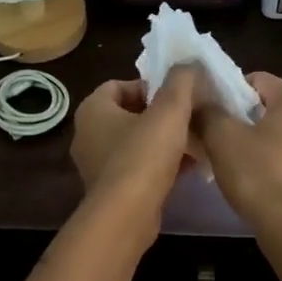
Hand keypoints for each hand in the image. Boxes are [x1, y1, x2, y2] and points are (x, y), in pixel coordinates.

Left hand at [70, 65, 198, 217]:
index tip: (176, 96)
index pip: (119, 85)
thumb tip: (189, 64)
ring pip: (134, 142)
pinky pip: (137, 167)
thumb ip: (181, 82)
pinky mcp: (110, 190)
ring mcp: (96, 164)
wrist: (126, 216)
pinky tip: (188, 168)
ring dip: (162, 141)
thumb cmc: (143, 155)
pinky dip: (159, 164)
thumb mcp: (169, 111)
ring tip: (193, 142)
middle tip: (188, 117)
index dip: (149, 86)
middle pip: (129, 114)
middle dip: (160, 114)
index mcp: (93, 109)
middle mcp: (88, 134)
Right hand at [192, 71, 281, 233]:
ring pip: (279, 134)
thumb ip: (208, 112)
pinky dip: (270, 162)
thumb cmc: (259, 174)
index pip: (256, 80)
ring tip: (230, 162)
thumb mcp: (221, 137)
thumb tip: (198, 101)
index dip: (228, 93)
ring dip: (254, 142)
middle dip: (240, 119)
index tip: (209, 114)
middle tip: (214, 137)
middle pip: (268, 107)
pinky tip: (252, 181)